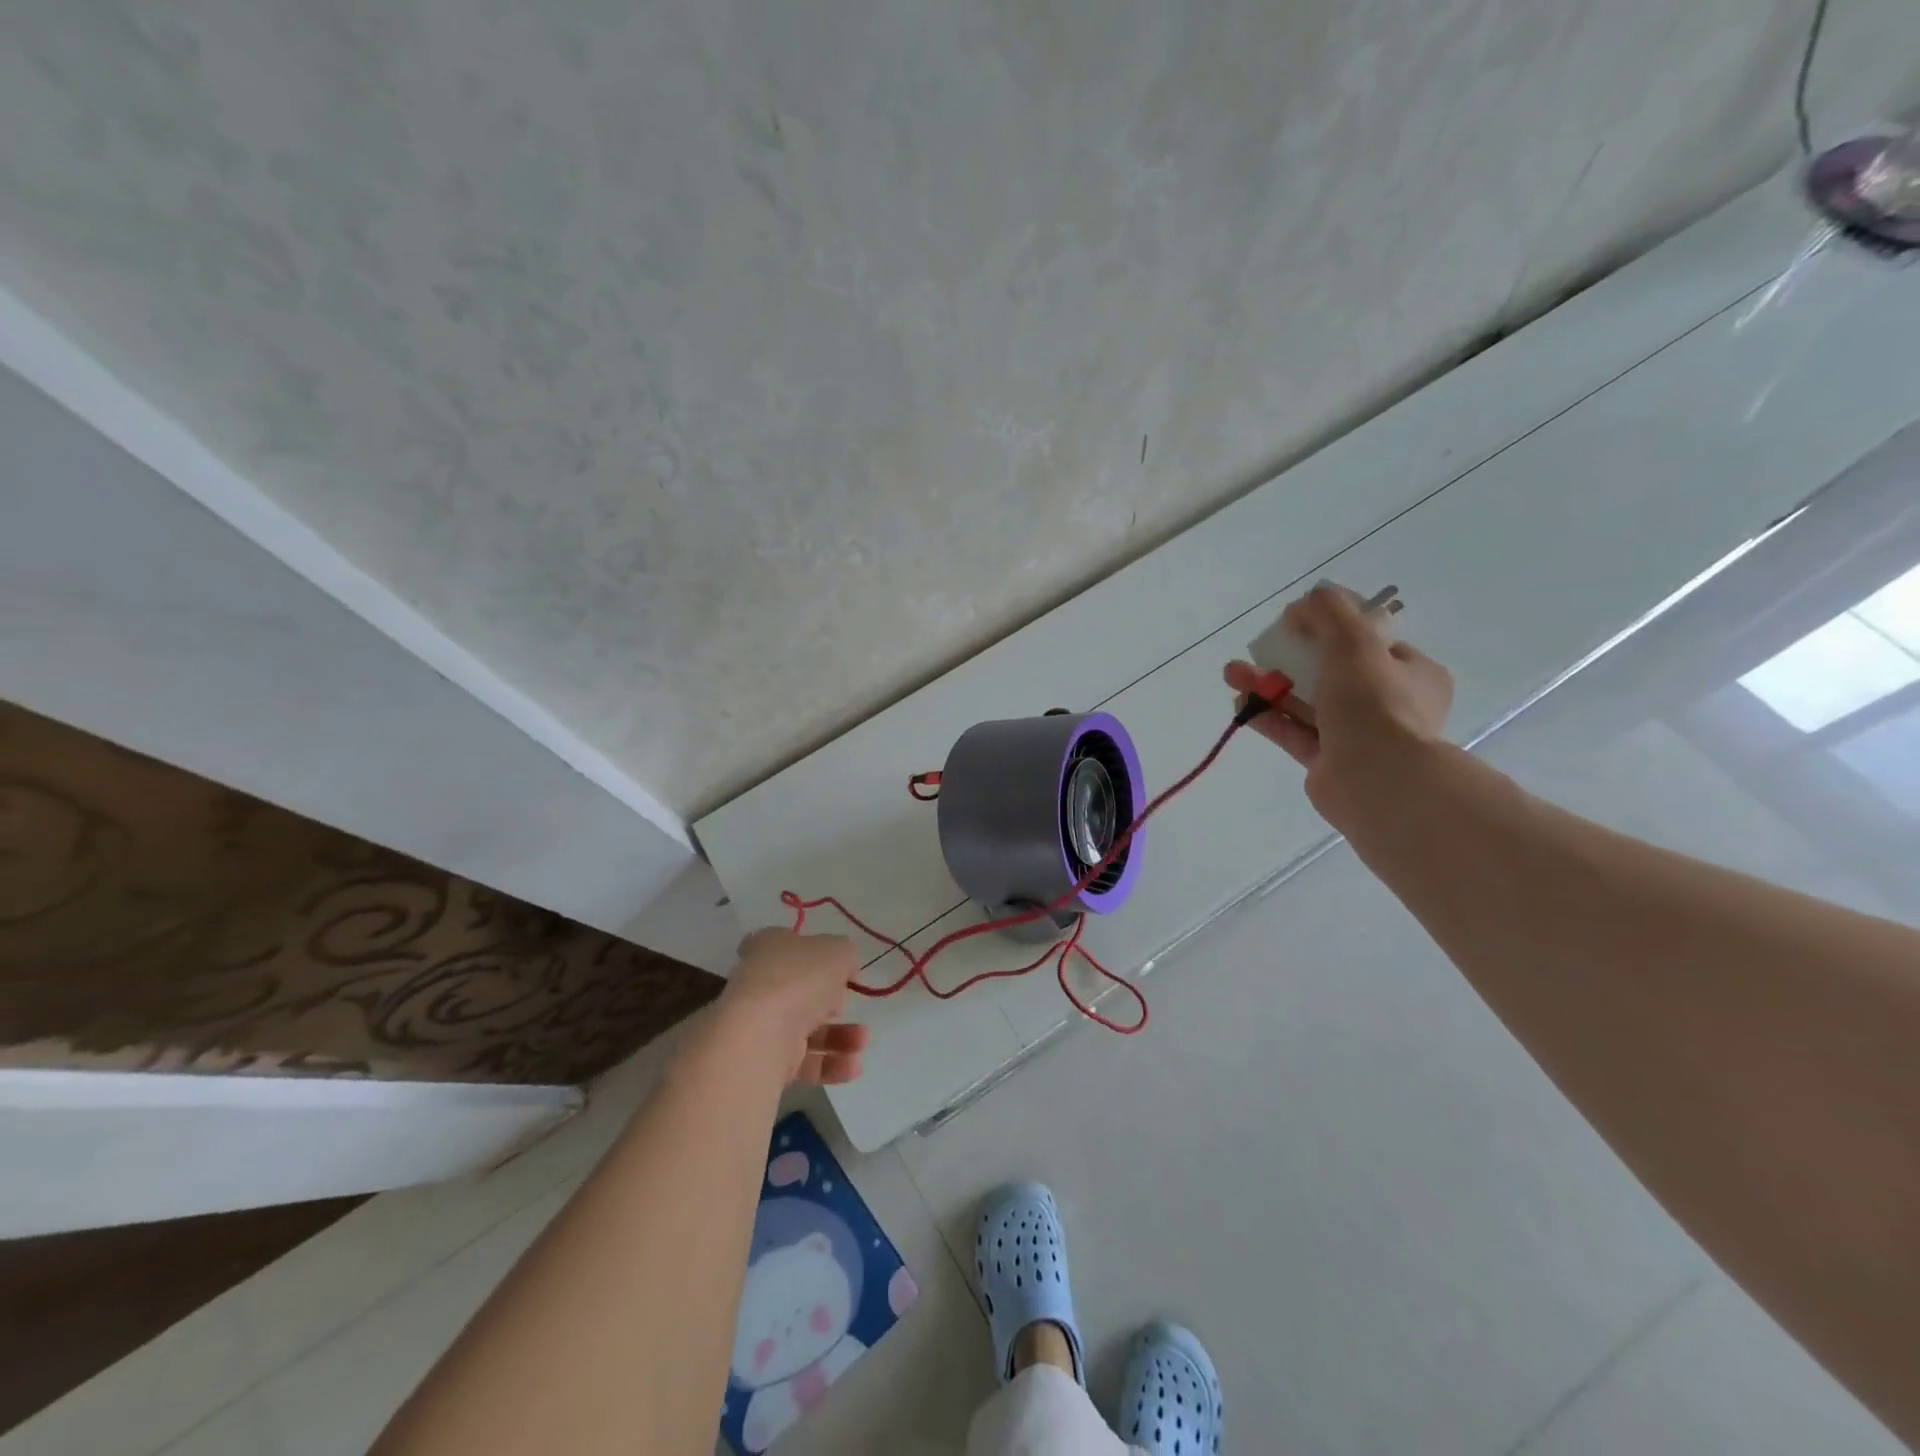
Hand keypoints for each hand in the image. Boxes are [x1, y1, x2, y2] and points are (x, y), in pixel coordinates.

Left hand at [718, 928, 869, 1085]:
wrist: (761, 1034)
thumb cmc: (799, 979)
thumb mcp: (837, 951)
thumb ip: (846, 955)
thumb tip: (845, 969)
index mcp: (768, 947)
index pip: (787, 944)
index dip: (814, 954)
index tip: (838, 968)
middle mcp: (761, 983)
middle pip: (801, 990)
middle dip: (831, 1001)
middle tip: (844, 1003)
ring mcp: (762, 1023)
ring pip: (807, 1028)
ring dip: (841, 1036)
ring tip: (862, 1040)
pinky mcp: (767, 1060)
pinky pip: (805, 1061)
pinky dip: (831, 1064)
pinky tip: (854, 1064)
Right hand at [1224, 583, 1452, 828]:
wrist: (1376, 781)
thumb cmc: (1374, 705)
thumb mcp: (1355, 643)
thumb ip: (1329, 613)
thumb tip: (1305, 601)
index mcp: (1411, 674)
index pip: (1371, 644)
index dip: (1332, 629)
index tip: (1298, 623)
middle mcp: (1389, 704)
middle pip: (1332, 671)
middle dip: (1289, 657)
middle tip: (1258, 646)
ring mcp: (1357, 735)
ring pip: (1307, 702)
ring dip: (1269, 685)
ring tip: (1232, 674)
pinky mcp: (1327, 761)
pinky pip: (1294, 732)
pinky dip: (1268, 716)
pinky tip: (1239, 703)